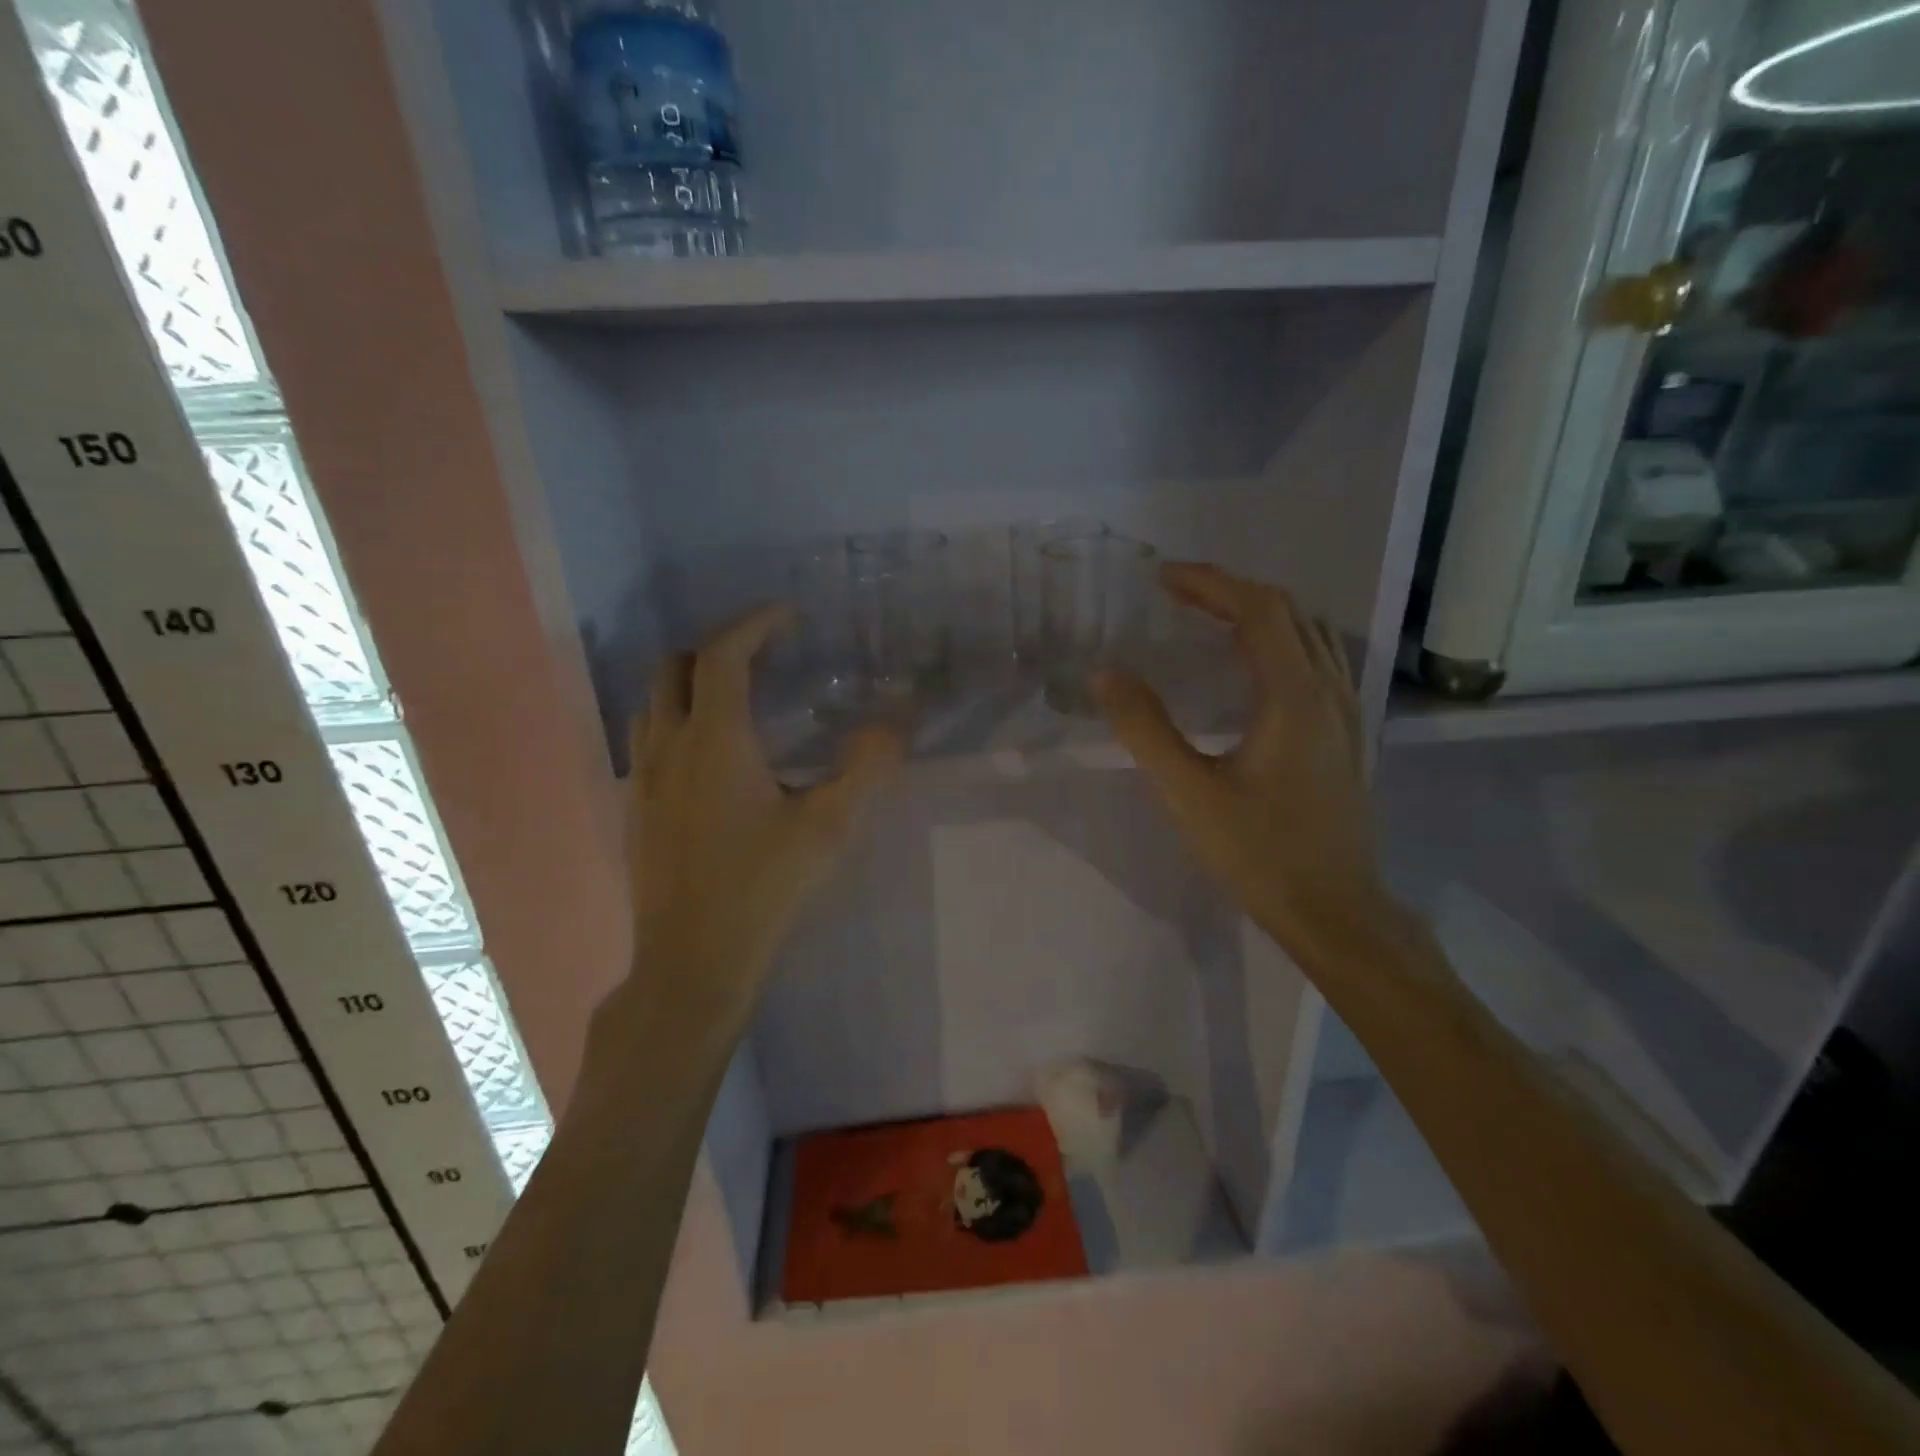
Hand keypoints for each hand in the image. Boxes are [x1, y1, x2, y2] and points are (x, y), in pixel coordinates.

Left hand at [613, 604, 902, 1040]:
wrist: (692, 960)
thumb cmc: (763, 888)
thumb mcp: (828, 827)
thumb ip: (866, 767)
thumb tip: (898, 720)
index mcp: (714, 740)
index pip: (723, 655)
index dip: (755, 624)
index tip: (788, 617)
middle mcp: (668, 746)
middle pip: (674, 667)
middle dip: (717, 648)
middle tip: (763, 657)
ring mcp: (642, 779)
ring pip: (652, 703)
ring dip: (689, 684)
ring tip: (736, 700)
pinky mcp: (634, 810)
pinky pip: (647, 741)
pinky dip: (676, 722)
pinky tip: (709, 759)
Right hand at [1093, 563, 1387, 956]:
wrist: (1336, 912)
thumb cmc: (1260, 854)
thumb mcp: (1189, 794)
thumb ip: (1145, 729)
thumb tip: (1105, 674)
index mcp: (1295, 696)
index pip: (1258, 610)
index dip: (1210, 584)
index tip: (1163, 578)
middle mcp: (1330, 691)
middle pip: (1288, 612)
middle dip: (1230, 591)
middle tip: (1177, 593)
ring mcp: (1346, 713)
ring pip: (1308, 634)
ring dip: (1258, 613)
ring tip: (1208, 617)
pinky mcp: (1345, 736)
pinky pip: (1316, 661)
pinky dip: (1278, 641)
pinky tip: (1250, 667)